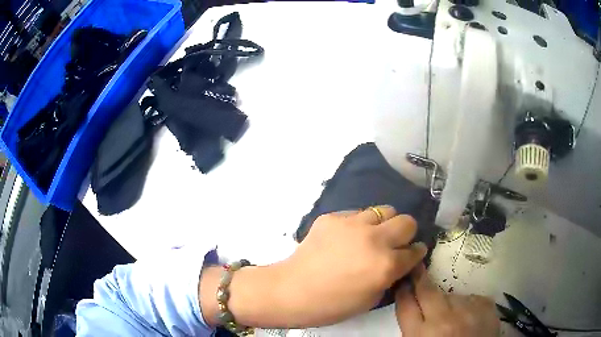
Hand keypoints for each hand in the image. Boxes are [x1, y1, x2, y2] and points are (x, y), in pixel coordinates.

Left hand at [279, 206, 427, 326]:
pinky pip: (356, 214)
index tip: (413, 254)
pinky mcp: (333, 217)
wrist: (292, 290)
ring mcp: (352, 224)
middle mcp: (374, 240)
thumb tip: (398, 262)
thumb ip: (390, 277)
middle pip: (407, 221)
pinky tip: (346, 237)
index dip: (416, 253)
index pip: (415, 251)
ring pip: (384, 210)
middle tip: (395, 243)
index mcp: (386, 265)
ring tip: (371, 236)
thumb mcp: (371, 299)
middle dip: (406, 233)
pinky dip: (358, 224)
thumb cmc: (332, 304)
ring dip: (383, 224)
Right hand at [396, 264, 499, 335]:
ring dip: (448, 301)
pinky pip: (471, 297)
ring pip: (452, 295)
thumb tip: (412, 306)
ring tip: (452, 315)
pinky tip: (468, 316)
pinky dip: (467, 304)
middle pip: (427, 291)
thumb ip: (414, 329)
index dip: (402, 291)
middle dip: (420, 278)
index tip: (403, 281)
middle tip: (417, 268)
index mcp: (421, 335)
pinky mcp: (487, 306)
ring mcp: (468, 311)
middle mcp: (444, 320)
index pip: (406, 306)